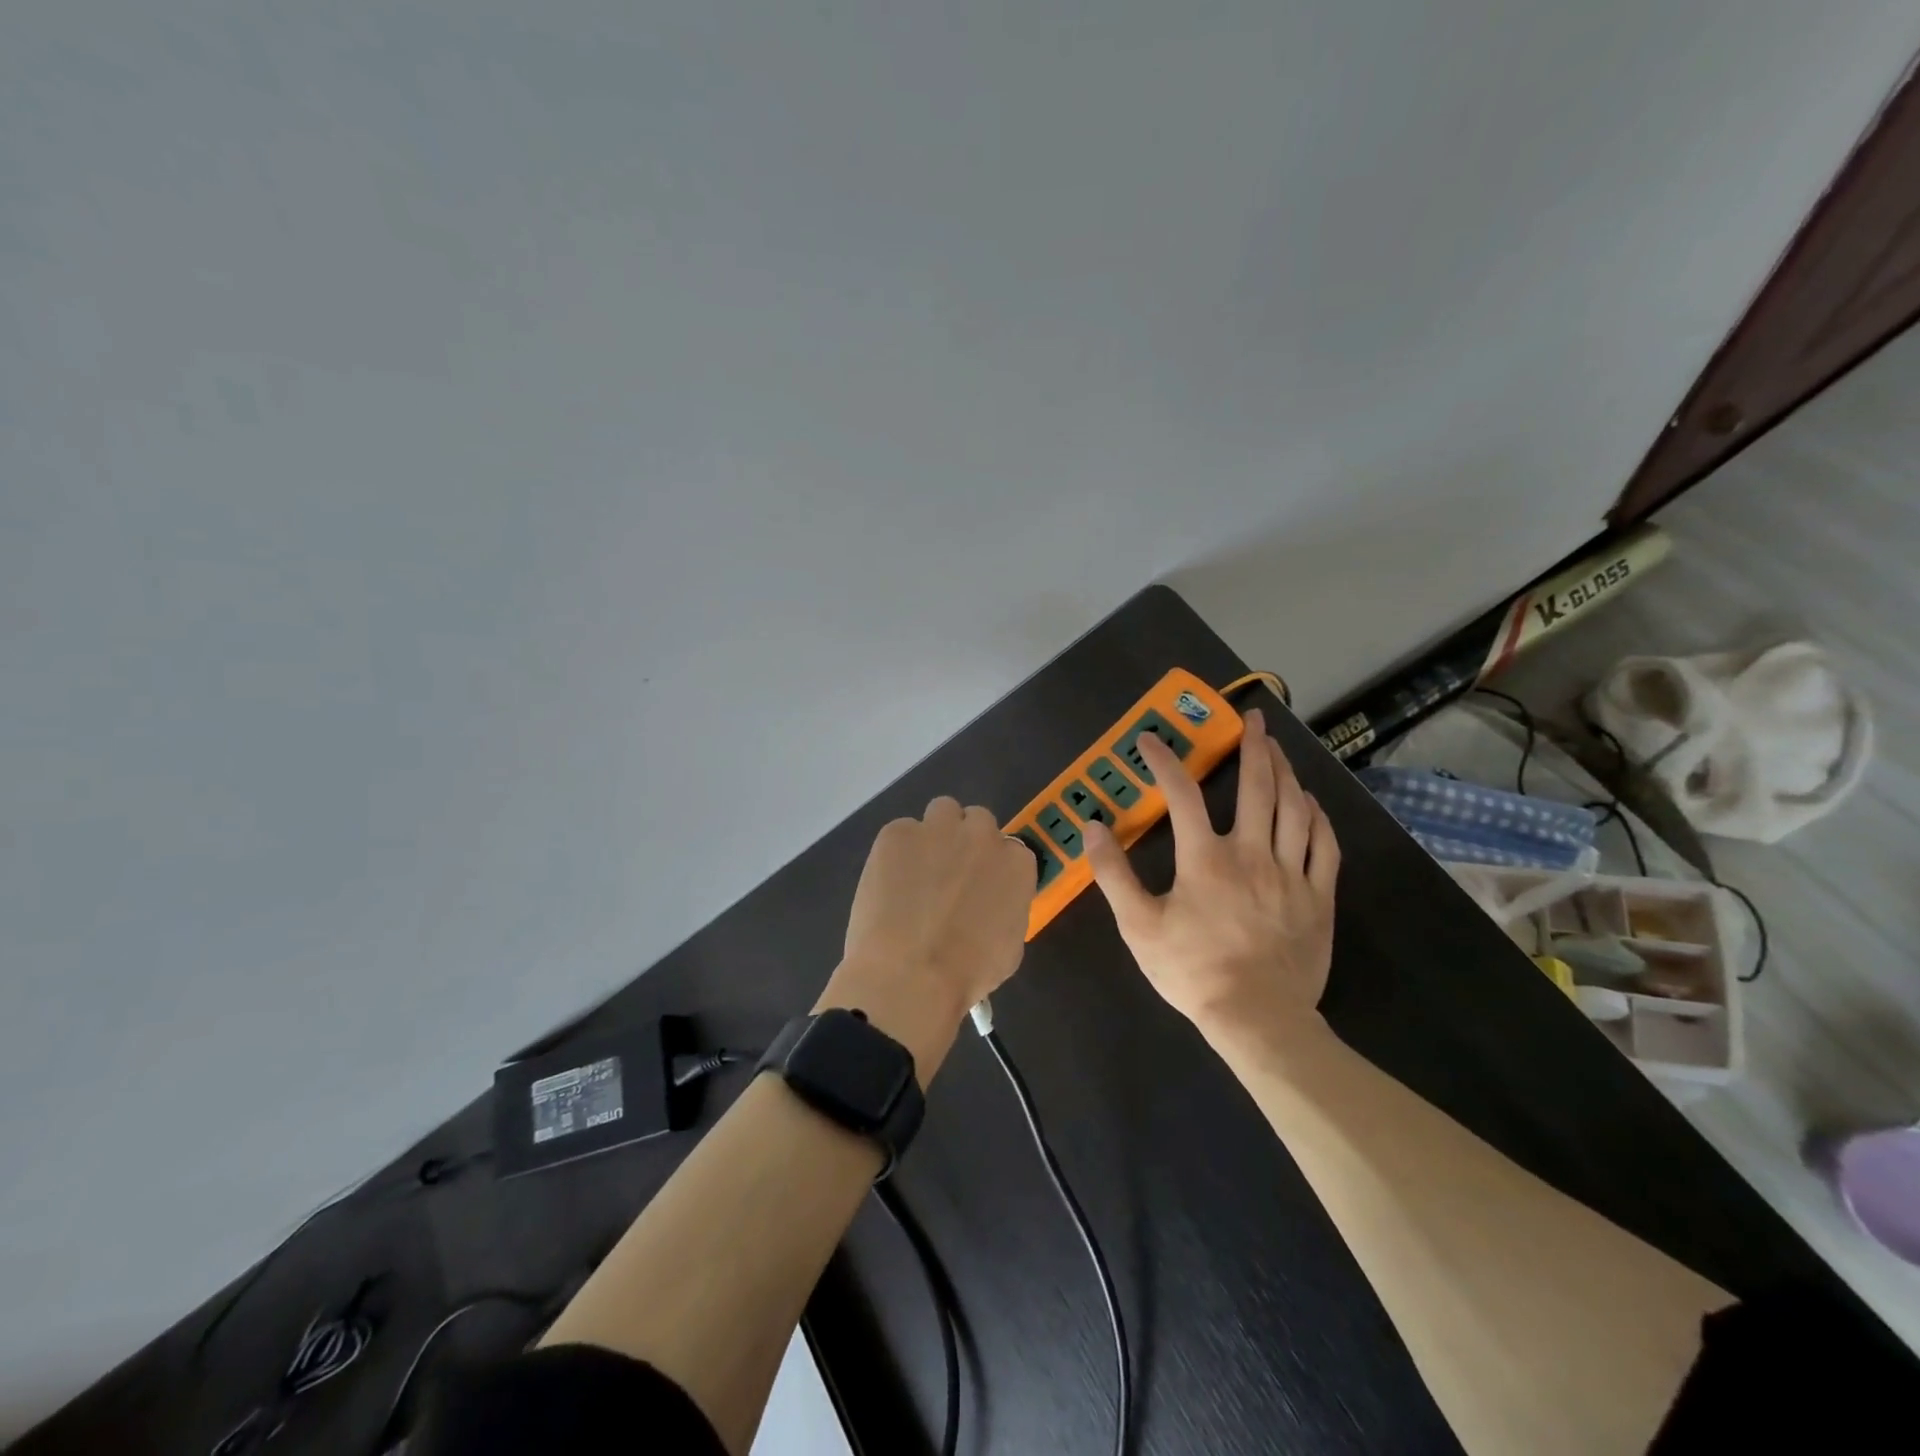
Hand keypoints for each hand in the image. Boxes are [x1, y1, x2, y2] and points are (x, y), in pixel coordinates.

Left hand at [816, 798, 1035, 1082]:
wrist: (911, 975)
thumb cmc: (968, 974)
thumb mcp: (1009, 946)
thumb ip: (1005, 908)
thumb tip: (989, 904)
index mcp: (1016, 864)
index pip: (1010, 849)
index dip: (991, 868)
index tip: (978, 888)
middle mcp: (982, 835)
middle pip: (977, 821)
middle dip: (964, 842)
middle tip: (947, 876)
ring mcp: (938, 829)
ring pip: (941, 812)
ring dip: (935, 834)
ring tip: (916, 871)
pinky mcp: (898, 833)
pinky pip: (900, 832)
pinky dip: (896, 853)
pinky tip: (887, 884)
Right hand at [1084, 708, 1340, 1046]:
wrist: (1258, 1019)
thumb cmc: (1193, 971)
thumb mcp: (1139, 926)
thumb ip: (1113, 874)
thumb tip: (1093, 827)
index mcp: (1206, 859)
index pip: (1182, 795)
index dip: (1164, 762)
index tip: (1150, 740)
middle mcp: (1252, 853)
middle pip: (1257, 787)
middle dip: (1253, 747)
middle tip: (1251, 720)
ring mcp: (1292, 873)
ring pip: (1294, 808)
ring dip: (1286, 772)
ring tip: (1278, 750)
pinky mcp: (1319, 896)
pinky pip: (1325, 845)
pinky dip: (1318, 816)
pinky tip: (1311, 802)